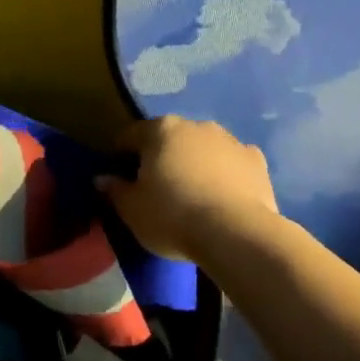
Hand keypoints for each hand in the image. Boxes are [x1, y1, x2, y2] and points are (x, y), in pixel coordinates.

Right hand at [97, 116, 278, 263]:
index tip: (118, 177)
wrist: (237, 234)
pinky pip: (230, 164)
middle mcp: (195, 126)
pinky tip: (220, 197)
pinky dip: (223, 174)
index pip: (129, 136)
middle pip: (168, 138)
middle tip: (154, 187)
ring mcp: (230, 141)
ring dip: (193, 163)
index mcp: (160, 130)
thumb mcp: (131, 209)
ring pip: (202, 148)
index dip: (119, 155)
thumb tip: (102, 178)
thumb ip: (114, 190)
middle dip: (159, 157)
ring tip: (190, 194)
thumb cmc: (172, 216)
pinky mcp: (257, 162)